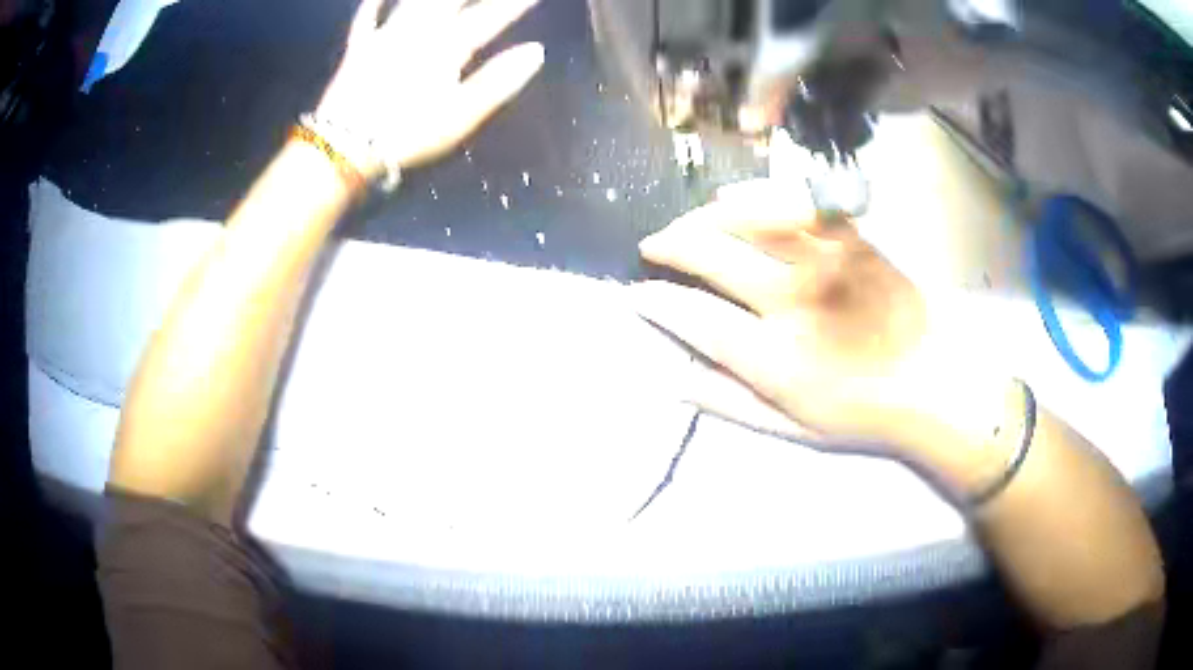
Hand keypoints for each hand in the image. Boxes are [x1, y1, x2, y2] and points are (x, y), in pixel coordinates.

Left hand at [317, 0, 544, 170]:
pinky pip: (366, 19)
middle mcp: (419, 32)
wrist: (347, 145)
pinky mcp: (358, 50)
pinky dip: (373, 4)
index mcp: (448, 47)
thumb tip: (536, 51)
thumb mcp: (462, 114)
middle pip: (451, 0)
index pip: (489, 18)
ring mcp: (386, 38)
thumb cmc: (410, 133)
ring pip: (413, 2)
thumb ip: (499, 80)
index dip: (512, 5)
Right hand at [633, 180, 932, 450]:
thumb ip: (730, 403)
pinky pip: (789, 201)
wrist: (930, 377)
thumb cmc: (860, 410)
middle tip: (651, 245)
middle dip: (668, 244)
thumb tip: (672, 379)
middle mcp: (793, 299)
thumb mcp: (792, 429)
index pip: (695, 317)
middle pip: (711, 254)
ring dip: (702, 217)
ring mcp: (823, 260)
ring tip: (686, 225)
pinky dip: (752, 196)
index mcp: (776, 357)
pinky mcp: (847, 236)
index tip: (637, 294)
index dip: (657, 301)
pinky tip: (730, 199)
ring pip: (745, 218)